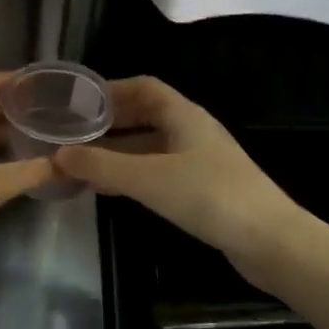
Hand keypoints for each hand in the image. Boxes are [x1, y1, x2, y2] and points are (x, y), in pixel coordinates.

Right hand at [51, 76, 307, 296]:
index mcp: (183, 115)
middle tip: (72, 134)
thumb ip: (102, 166)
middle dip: (109, 123)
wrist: (271, 241)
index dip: (110, 90)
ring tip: (81, 163)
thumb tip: (57, 155)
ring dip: (117, 152)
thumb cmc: (210, 197)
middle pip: (144, 115)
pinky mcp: (202, 188)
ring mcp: (199, 160)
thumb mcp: (149, 179)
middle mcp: (191, 131)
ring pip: (149, 146)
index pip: (143, 87)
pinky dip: (132, 174)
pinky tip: (111, 189)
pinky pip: (158, 171)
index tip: (77, 101)